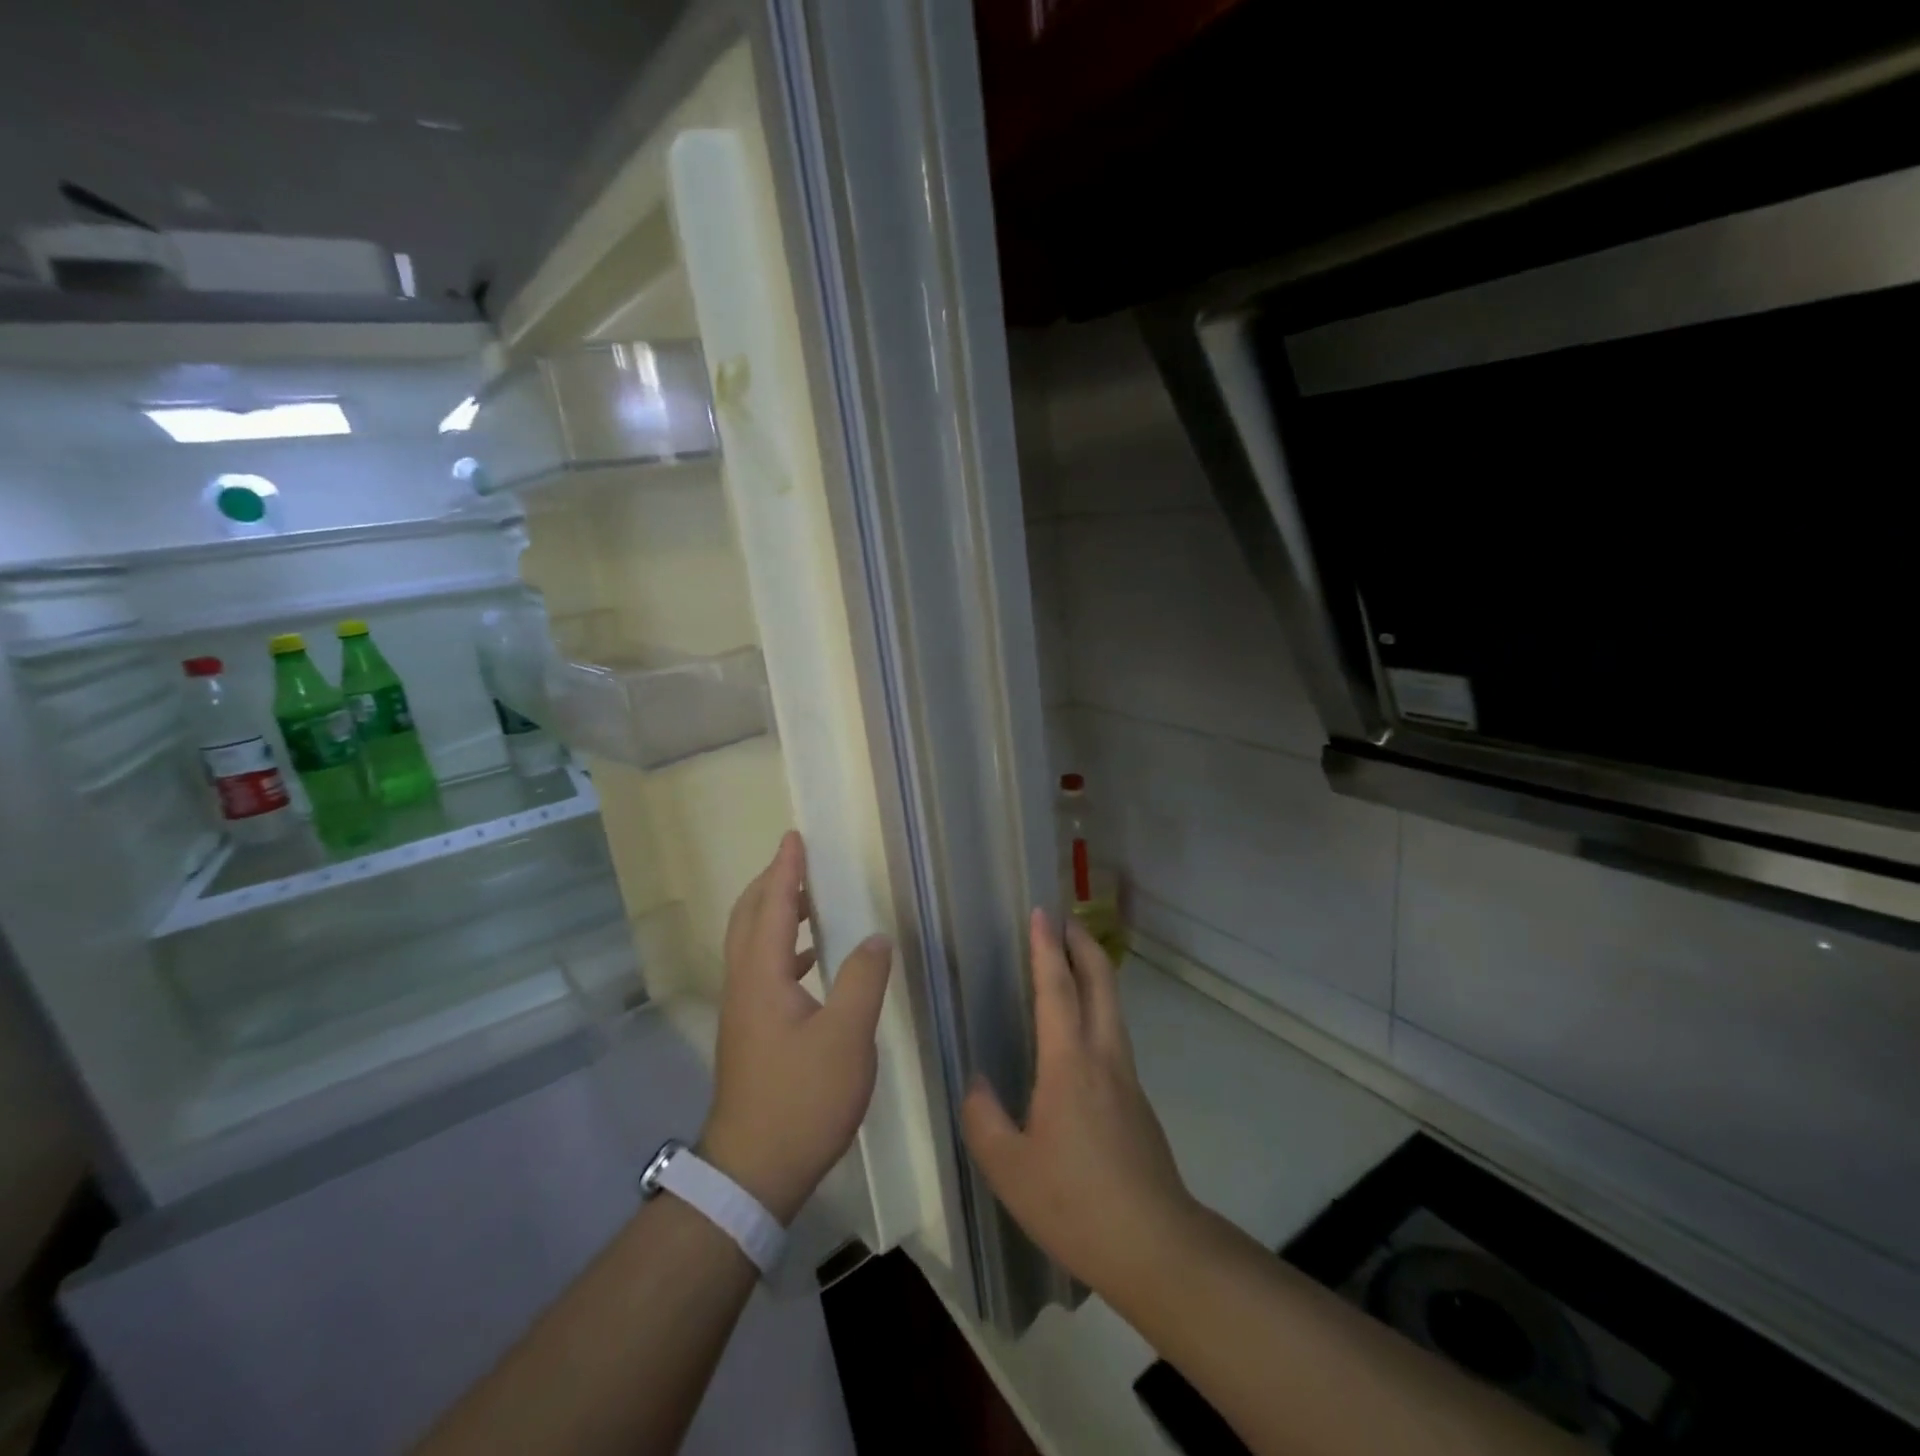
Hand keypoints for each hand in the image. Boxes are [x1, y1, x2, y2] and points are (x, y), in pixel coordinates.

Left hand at [701, 832, 892, 1223]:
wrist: (752, 1172)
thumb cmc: (801, 1099)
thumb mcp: (846, 1037)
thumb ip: (862, 979)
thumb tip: (874, 937)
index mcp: (761, 976)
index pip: (771, 906)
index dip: (784, 870)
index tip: (793, 837)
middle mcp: (744, 985)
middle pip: (748, 919)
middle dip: (770, 885)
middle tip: (797, 863)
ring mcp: (743, 1011)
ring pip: (751, 945)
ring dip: (774, 915)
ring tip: (808, 903)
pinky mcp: (750, 1033)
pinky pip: (761, 969)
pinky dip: (782, 948)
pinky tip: (811, 963)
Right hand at [962, 910, 1198, 1296]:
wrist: (1156, 1246)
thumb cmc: (1075, 1203)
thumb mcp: (1009, 1168)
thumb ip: (984, 1118)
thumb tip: (977, 1084)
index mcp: (1069, 1064)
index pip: (1057, 989)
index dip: (1047, 948)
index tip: (1041, 913)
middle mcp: (1103, 1057)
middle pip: (1101, 983)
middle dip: (1084, 944)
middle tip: (1065, 920)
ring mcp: (1127, 1078)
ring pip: (1113, 1008)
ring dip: (1094, 974)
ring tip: (1071, 963)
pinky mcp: (1137, 1101)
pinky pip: (1114, 1037)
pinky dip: (1098, 1010)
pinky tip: (1079, 1035)